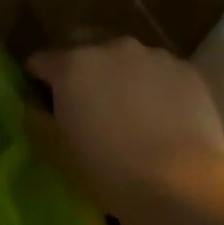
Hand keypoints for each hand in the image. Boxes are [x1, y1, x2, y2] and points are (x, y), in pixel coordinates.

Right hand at [27, 38, 223, 214]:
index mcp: (71, 65)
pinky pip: (158, 71)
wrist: (181, 182)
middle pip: (82, 42)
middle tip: (84, 99)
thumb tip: (37, 105)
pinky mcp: (186, 70)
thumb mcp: (56, 150)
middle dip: (78, 64)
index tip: (44, 104)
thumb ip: (38, 118)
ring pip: (124, 56)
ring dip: (117, 73)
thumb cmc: (107, 169)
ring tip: (127, 108)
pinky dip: (152, 85)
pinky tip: (159, 115)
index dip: (37, 81)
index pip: (39, 61)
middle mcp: (110, 47)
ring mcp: (152, 55)